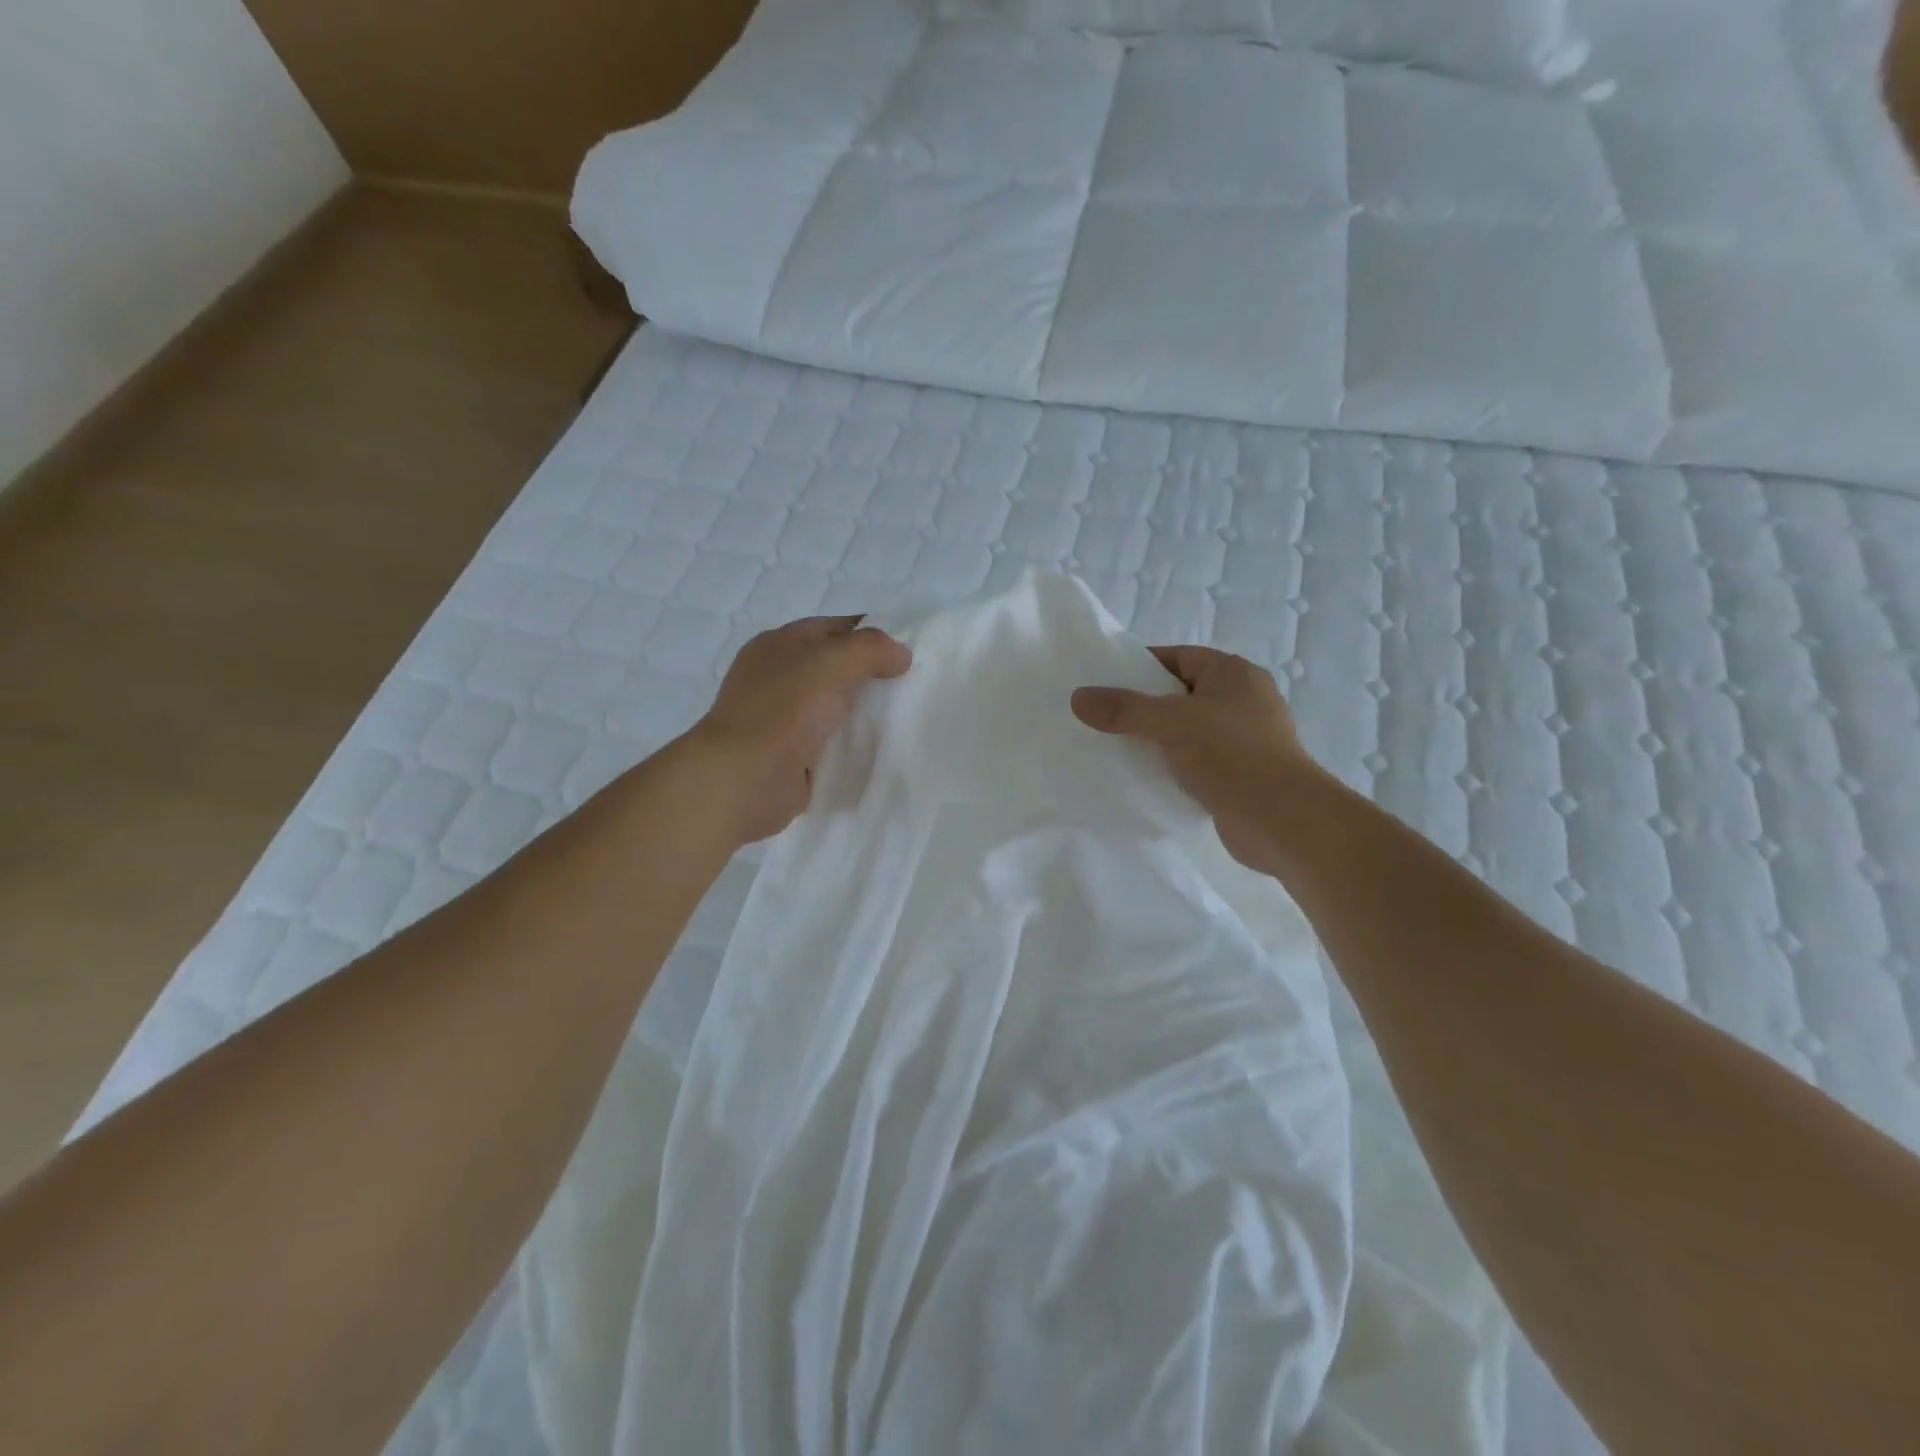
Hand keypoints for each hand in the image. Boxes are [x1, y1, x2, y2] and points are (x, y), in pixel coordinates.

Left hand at [686, 616, 912, 844]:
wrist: (746, 779)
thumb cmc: (784, 709)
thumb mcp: (832, 661)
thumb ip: (871, 649)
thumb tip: (901, 655)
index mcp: (779, 645)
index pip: (833, 628)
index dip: (870, 634)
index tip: (908, 650)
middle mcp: (779, 677)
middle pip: (835, 667)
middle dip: (871, 674)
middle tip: (912, 684)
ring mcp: (783, 718)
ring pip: (835, 706)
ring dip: (864, 711)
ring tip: (906, 716)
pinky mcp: (792, 755)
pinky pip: (831, 741)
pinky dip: (853, 743)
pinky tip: (882, 747)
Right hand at [1071, 647, 1316, 873]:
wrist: (1283, 820)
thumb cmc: (1231, 755)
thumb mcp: (1170, 723)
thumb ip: (1124, 708)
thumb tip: (1078, 697)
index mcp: (1233, 674)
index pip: (1177, 657)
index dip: (1139, 666)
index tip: (1103, 683)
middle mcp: (1242, 699)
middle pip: (1179, 694)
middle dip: (1142, 706)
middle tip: (1101, 718)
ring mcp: (1244, 738)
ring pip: (1187, 730)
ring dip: (1156, 739)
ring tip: (1113, 748)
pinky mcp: (1240, 773)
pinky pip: (1196, 760)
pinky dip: (1171, 766)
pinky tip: (1143, 777)